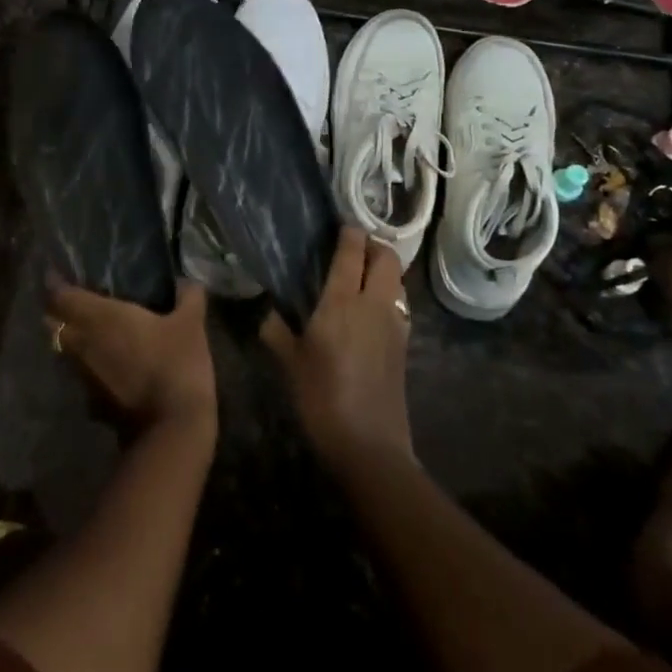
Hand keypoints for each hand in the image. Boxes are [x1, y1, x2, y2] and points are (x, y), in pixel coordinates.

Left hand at [47, 278, 216, 436]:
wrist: (172, 430)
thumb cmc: (176, 364)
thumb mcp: (191, 324)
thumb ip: (188, 296)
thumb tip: (186, 281)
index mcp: (100, 317)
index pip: (60, 296)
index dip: (54, 283)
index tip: (58, 272)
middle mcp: (82, 344)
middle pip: (54, 323)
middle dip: (58, 310)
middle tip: (76, 298)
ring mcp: (84, 376)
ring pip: (65, 350)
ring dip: (72, 338)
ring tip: (93, 327)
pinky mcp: (92, 402)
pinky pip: (81, 373)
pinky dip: (88, 363)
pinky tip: (109, 360)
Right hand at [261, 226, 411, 470]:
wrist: (370, 446)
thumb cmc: (323, 398)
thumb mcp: (290, 363)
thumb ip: (277, 331)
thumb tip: (268, 312)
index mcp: (344, 301)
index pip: (352, 252)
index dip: (349, 233)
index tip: (339, 225)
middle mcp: (375, 304)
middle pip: (387, 258)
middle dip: (374, 245)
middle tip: (353, 248)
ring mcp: (394, 324)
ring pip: (397, 280)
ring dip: (384, 270)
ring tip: (360, 276)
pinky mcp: (403, 345)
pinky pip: (399, 304)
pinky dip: (388, 294)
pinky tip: (368, 311)